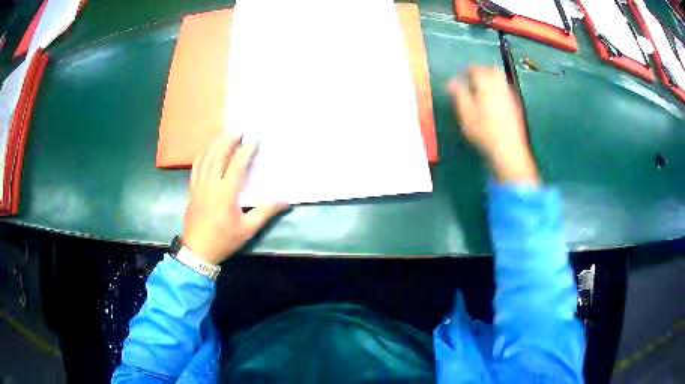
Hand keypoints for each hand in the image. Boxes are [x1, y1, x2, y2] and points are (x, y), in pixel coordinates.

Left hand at [182, 137, 288, 264]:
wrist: (198, 251)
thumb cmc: (224, 240)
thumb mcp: (247, 230)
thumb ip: (265, 213)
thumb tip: (284, 201)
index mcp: (225, 194)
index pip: (236, 165)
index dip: (246, 151)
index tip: (255, 140)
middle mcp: (210, 185)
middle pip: (217, 156)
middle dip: (228, 141)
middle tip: (238, 131)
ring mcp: (198, 186)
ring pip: (205, 159)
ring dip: (215, 145)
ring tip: (224, 137)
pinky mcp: (192, 190)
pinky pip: (196, 167)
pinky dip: (202, 155)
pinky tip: (207, 151)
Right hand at [449, 67, 538, 183]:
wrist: (509, 149)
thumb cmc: (484, 131)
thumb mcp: (466, 113)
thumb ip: (459, 94)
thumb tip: (452, 81)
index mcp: (487, 85)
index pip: (476, 70)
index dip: (467, 71)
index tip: (461, 76)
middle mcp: (501, 86)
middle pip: (493, 71)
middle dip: (482, 71)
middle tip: (473, 78)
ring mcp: (511, 96)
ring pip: (501, 80)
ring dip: (491, 80)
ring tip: (482, 90)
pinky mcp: (517, 107)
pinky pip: (506, 91)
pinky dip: (498, 90)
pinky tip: (494, 102)